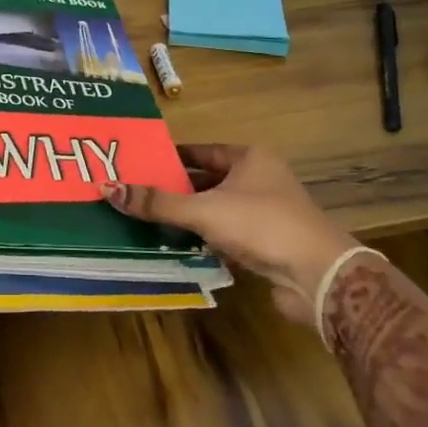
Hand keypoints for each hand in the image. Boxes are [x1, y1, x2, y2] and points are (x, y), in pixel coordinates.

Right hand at [103, 144, 356, 328]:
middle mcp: (259, 179)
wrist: (318, 276)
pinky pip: (225, 234)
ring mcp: (265, 213)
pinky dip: (204, 238)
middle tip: (135, 194)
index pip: (200, 151)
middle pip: (206, 181)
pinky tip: (177, 246)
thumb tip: (109, 188)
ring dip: (187, 217)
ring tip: (147, 220)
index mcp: (248, 158)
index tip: (138, 164)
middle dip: (174, 189)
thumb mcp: (204, 210)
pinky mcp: (266, 243)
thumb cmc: (261, 225)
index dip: (169, 157)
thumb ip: (158, 202)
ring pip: (215, 209)